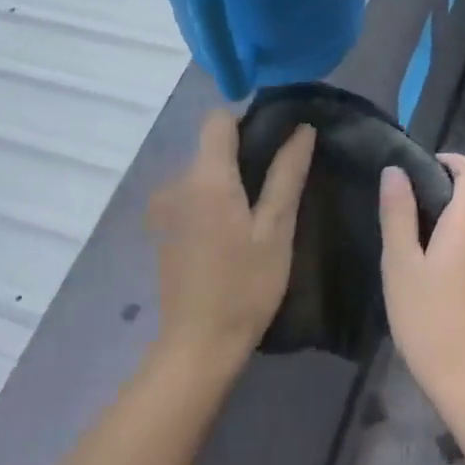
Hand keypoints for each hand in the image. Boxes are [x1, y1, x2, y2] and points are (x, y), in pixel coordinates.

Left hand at [147, 110, 315, 370]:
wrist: (198, 345)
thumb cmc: (245, 285)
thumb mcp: (276, 229)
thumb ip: (286, 174)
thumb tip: (302, 130)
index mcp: (205, 177)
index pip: (218, 119)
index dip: (248, 120)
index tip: (276, 140)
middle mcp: (177, 182)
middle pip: (210, 145)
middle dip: (243, 153)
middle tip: (279, 181)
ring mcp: (165, 208)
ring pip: (202, 172)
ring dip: (229, 179)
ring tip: (260, 210)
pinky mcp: (162, 229)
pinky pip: (191, 195)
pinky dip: (213, 200)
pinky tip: (233, 232)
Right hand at [378, 155, 464, 409]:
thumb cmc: (429, 316)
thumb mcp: (401, 262)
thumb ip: (398, 212)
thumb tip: (395, 170)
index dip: (452, 161)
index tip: (422, 167)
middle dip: (446, 190)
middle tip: (407, 206)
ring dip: (453, 218)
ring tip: (415, 238)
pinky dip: (462, 242)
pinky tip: (435, 268)